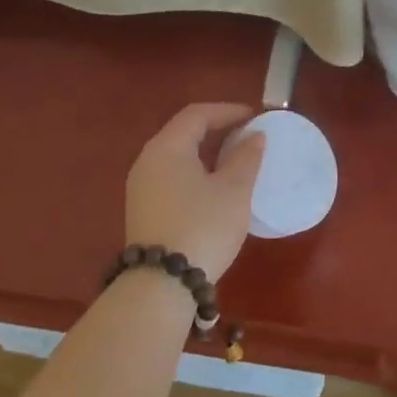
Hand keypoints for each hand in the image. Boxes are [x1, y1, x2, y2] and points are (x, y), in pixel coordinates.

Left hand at [124, 103, 266, 282]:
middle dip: (218, 130)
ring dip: (207, 152)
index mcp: (167, 148)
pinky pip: (172, 176)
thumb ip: (246, 157)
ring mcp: (142, 187)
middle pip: (184, 133)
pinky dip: (196, 171)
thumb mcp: (234, 190)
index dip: (228, 111)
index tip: (255, 116)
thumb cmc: (202, 226)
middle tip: (248, 135)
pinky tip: (216, 187)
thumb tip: (254, 136)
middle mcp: (148, 161)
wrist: (162, 285)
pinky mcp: (144, 210)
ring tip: (237, 160)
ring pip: (178, 156)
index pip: (197, 114)